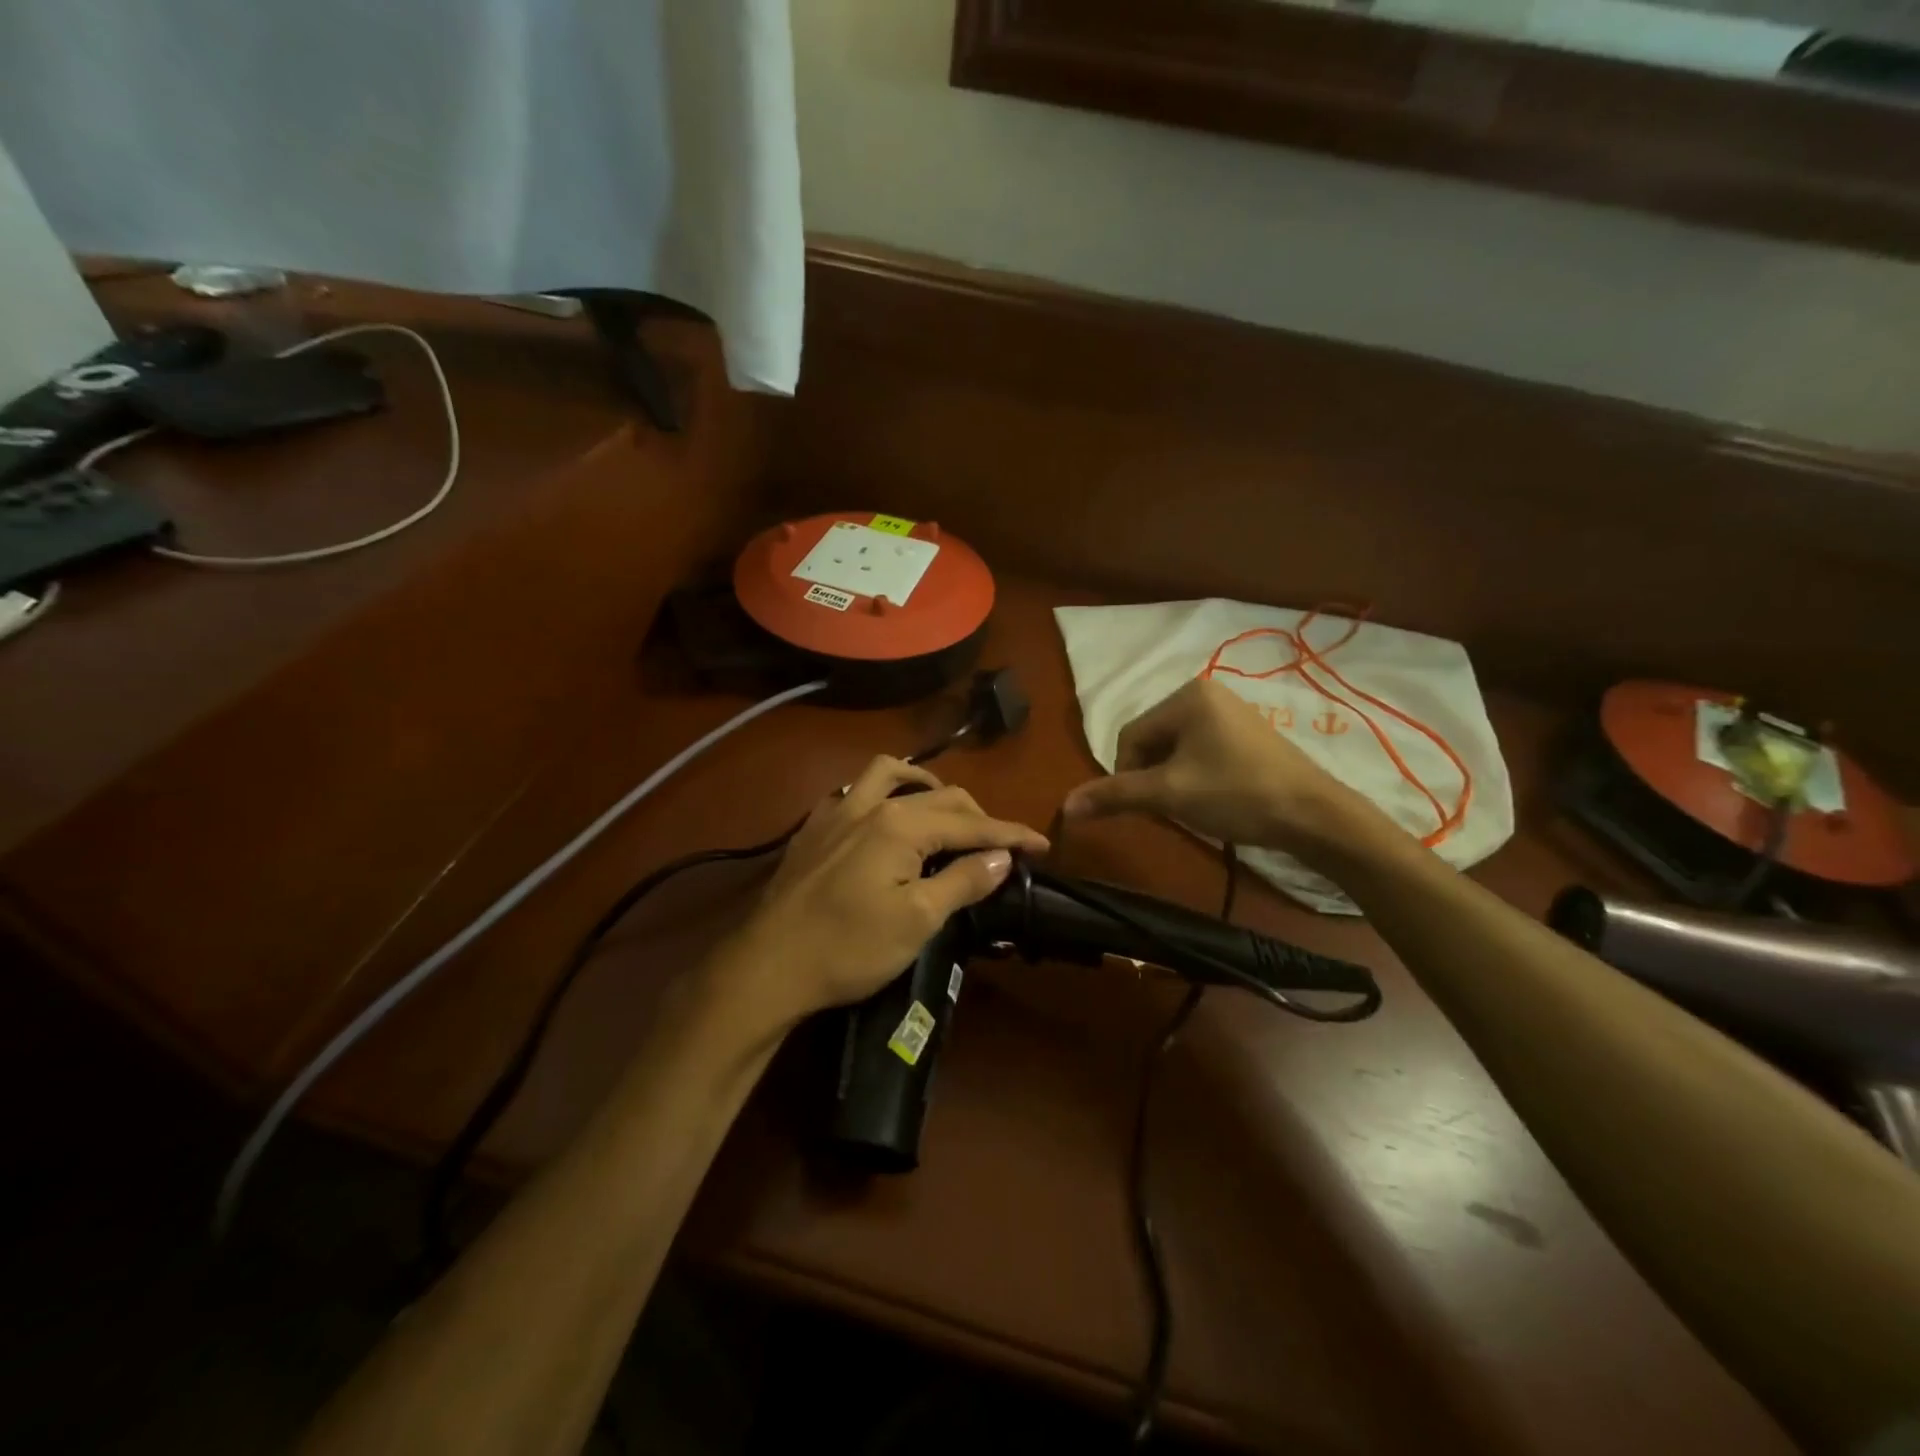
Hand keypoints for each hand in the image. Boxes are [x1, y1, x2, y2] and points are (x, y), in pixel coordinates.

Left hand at [723, 757, 1048, 1027]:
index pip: (971, 823)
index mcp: (900, 824)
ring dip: (926, 786)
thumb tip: (1001, 855)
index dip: (1010, 834)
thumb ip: (963, 881)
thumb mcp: (917, 920)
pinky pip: (856, 790)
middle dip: (977, 816)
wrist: (768, 965)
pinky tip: (885, 819)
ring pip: (891, 775)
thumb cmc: (849, 948)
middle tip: (1000, 845)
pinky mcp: (815, 828)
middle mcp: (870, 803)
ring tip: (945, 809)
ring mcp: (837, 811)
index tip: (1042, 844)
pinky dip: (884, 793)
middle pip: (939, 796)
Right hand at [1061, 679, 1367, 857]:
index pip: (1130, 736)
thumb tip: (1064, 806)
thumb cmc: (1236, 794)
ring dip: (1172, 780)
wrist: (1314, 816)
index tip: (1148, 806)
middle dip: (1152, 777)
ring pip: (1175, 749)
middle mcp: (1207, 693)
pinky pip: (1200, 751)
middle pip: (1152, 741)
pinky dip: (1195, 776)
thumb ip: (1114, 795)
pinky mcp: (1247, 733)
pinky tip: (1214, 798)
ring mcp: (1231, 712)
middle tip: (1172, 808)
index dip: (1127, 775)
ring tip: (1194, 806)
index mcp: (1186, 695)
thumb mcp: (1169, 794)